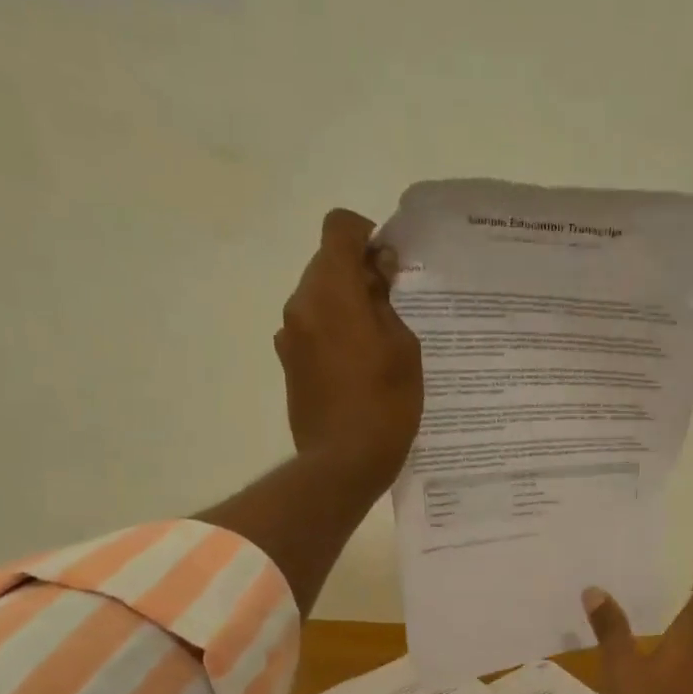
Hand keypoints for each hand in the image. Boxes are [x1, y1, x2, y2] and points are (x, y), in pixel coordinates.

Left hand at [275, 207, 423, 491]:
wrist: (343, 464)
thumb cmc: (384, 405)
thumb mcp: (403, 348)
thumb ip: (387, 301)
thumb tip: (377, 273)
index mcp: (331, 291)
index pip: (339, 229)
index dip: (366, 235)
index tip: (389, 264)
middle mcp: (301, 305)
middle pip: (326, 264)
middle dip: (358, 275)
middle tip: (392, 308)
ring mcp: (289, 337)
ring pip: (318, 299)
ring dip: (345, 307)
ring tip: (377, 343)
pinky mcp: (289, 365)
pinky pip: (312, 331)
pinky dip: (333, 334)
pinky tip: (358, 368)